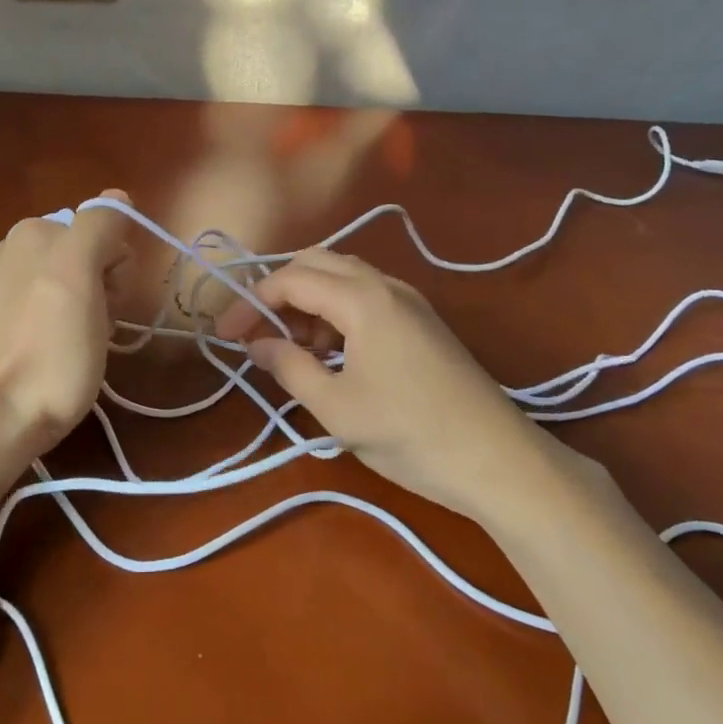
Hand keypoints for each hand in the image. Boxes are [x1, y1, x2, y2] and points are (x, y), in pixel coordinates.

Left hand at [0, 193, 132, 462]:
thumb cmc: (51, 346)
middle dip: (102, 287)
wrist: (0, 419)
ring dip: (85, 311)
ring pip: (67, 288)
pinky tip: (53, 358)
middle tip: (97, 324)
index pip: (102, 230)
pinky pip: (45, 316)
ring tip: (79, 347)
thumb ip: (100, 225)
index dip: (117, 264)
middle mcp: (8, 254)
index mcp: (30, 232)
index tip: (111, 299)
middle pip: (84, 258)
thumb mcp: (82, 273)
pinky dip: (58, 330)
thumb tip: (118, 197)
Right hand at [215, 248, 549, 517]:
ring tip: (292, 349)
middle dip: (279, 292)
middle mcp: (386, 286)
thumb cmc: (409, 433)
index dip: (251, 301)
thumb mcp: (336, 407)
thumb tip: (256, 345)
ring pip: (344, 279)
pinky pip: (367, 298)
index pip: (292, 279)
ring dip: (309, 303)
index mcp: (362, 298)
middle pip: (318, 264)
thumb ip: (289, 367)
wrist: (497, 459)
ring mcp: (409, 301)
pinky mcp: (422, 322)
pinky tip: (331, 354)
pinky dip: (337, 314)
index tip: (225, 334)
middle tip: (256, 331)